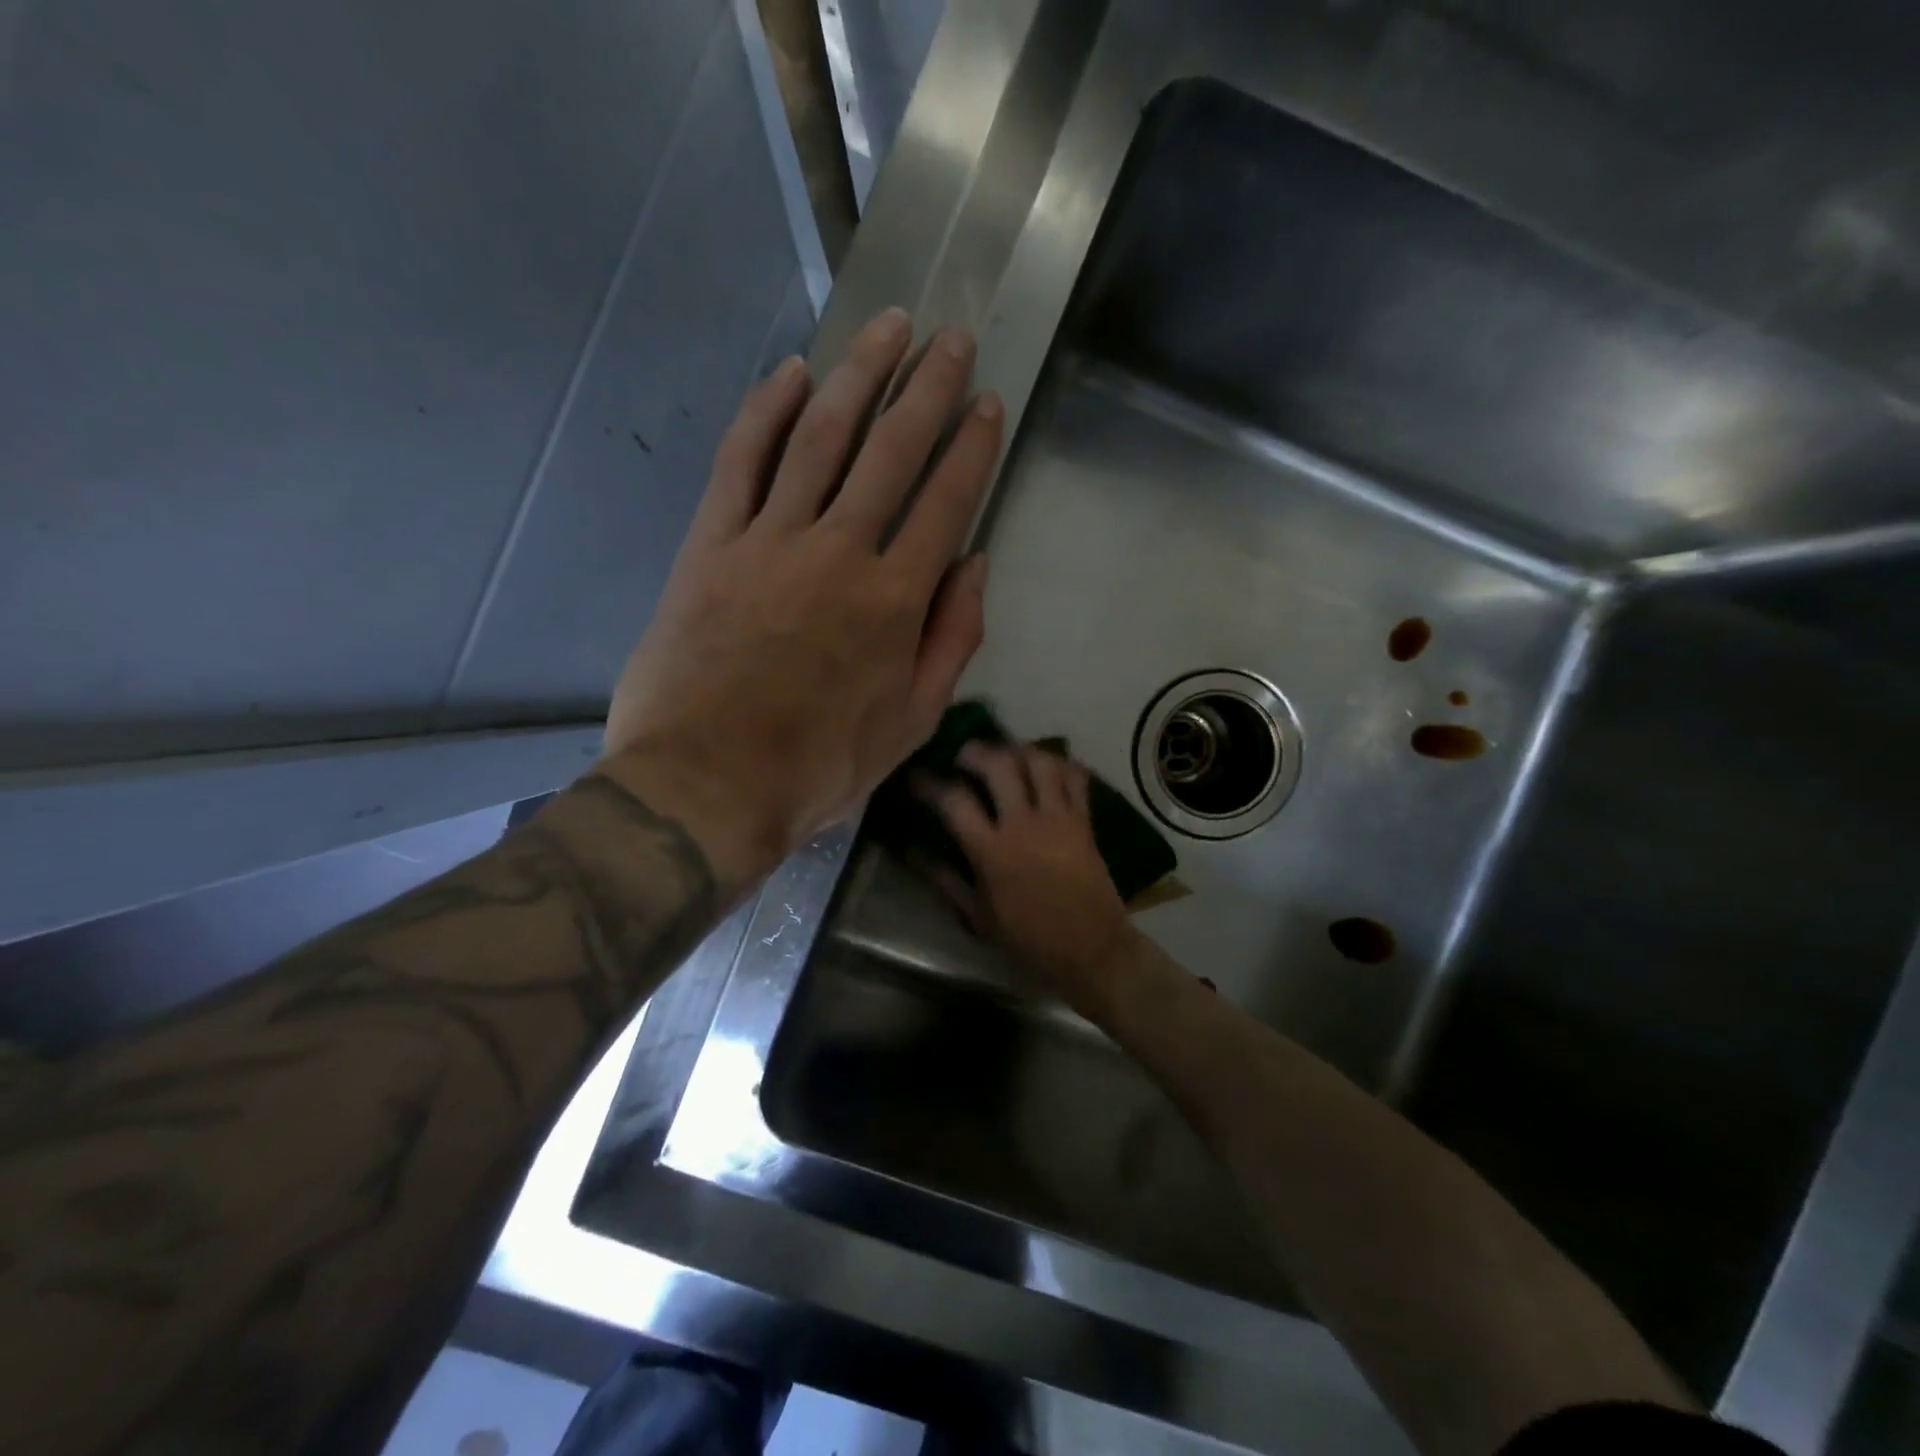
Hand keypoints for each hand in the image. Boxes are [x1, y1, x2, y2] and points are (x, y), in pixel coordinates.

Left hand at [602, 309, 1004, 891]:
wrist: (708, 785)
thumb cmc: (820, 766)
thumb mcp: (912, 722)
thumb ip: (952, 640)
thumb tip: (974, 566)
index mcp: (896, 599)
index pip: (946, 500)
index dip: (972, 446)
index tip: (987, 402)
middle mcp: (840, 551)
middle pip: (891, 451)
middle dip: (927, 388)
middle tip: (949, 338)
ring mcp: (770, 541)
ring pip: (820, 437)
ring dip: (857, 375)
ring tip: (886, 327)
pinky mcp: (711, 544)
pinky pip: (741, 461)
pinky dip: (765, 411)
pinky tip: (789, 373)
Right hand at [920, 742, 1135, 1006]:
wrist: (1091, 949)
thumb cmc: (1029, 937)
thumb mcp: (977, 916)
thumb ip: (943, 879)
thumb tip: (911, 851)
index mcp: (992, 851)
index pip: (955, 801)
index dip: (930, 783)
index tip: (918, 775)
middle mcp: (1025, 825)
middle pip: (999, 765)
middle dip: (976, 751)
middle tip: (964, 755)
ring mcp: (1059, 819)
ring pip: (1040, 761)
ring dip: (1019, 749)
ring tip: (1006, 754)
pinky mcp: (1084, 821)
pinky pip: (1075, 777)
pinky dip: (1061, 764)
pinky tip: (1047, 768)